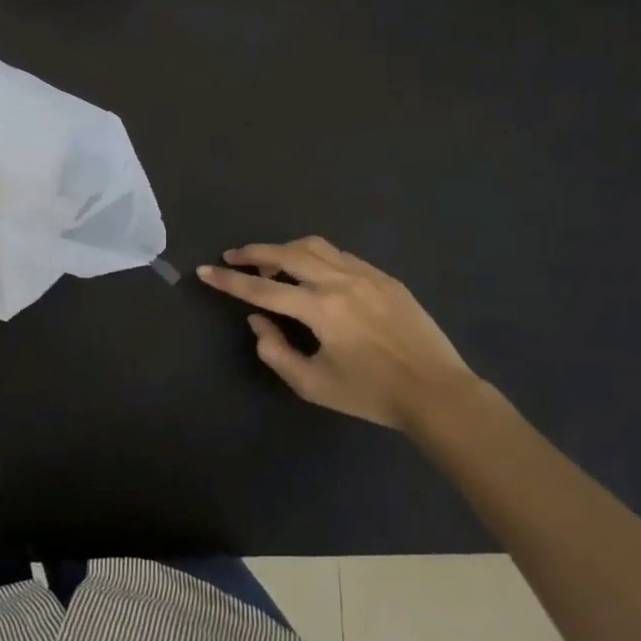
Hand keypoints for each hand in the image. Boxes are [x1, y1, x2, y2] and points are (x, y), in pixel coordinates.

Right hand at [198, 237, 488, 432]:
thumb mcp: (313, 384)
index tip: (204, 270)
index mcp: (319, 308)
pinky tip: (313, 272)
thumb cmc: (371, 394)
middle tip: (233, 256)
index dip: (228, 280)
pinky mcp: (384, 277)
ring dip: (285, 249)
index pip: (261, 288)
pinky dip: (316, 257)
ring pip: (314, 246)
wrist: (436, 392)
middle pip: (285, 254)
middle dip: (253, 252)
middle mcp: (339, 281)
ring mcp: (365, 274)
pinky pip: (341, 256)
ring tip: (272, 263)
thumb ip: (275, 351)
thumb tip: (258, 321)